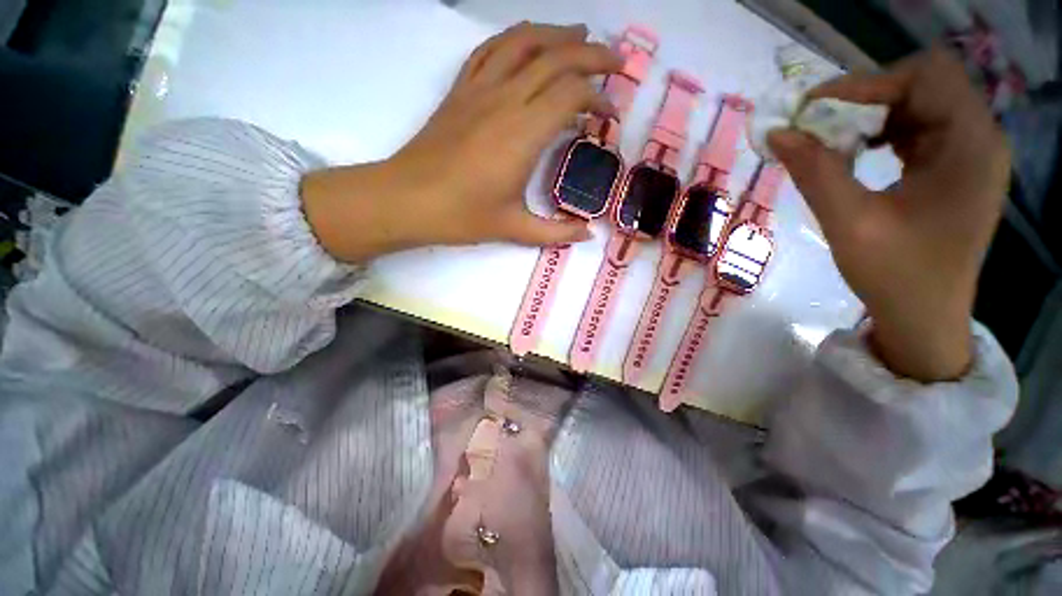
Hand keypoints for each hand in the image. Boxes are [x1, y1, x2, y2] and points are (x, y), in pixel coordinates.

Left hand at [302, 22, 620, 262]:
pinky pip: (490, 49)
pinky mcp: (460, 90)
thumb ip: (556, 232)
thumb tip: (588, 234)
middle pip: (556, 58)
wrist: (407, 200)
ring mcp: (479, 89)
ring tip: (580, 33)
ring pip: (524, 42)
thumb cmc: (462, 216)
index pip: (571, 94)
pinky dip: (515, 39)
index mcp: (523, 134)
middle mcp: (505, 100)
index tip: (610, 115)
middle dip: (593, 55)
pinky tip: (527, 43)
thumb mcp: (514, 229)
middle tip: (616, 62)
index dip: (598, 98)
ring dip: (556, 34)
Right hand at [768, 48, 1010, 381]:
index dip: (868, 83)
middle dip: (867, 99)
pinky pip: (919, 129)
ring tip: (834, 142)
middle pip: (924, 84)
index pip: (925, 76)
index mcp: (971, 146)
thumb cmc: (896, 277)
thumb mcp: (849, 223)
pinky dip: (882, 133)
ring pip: (919, 103)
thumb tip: (777, 133)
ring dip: (872, 116)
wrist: (924, 318)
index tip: (814, 109)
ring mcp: (970, 153)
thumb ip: (815, 172)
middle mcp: (979, 139)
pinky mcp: (956, 168)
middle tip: (820, 126)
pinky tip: (858, 154)